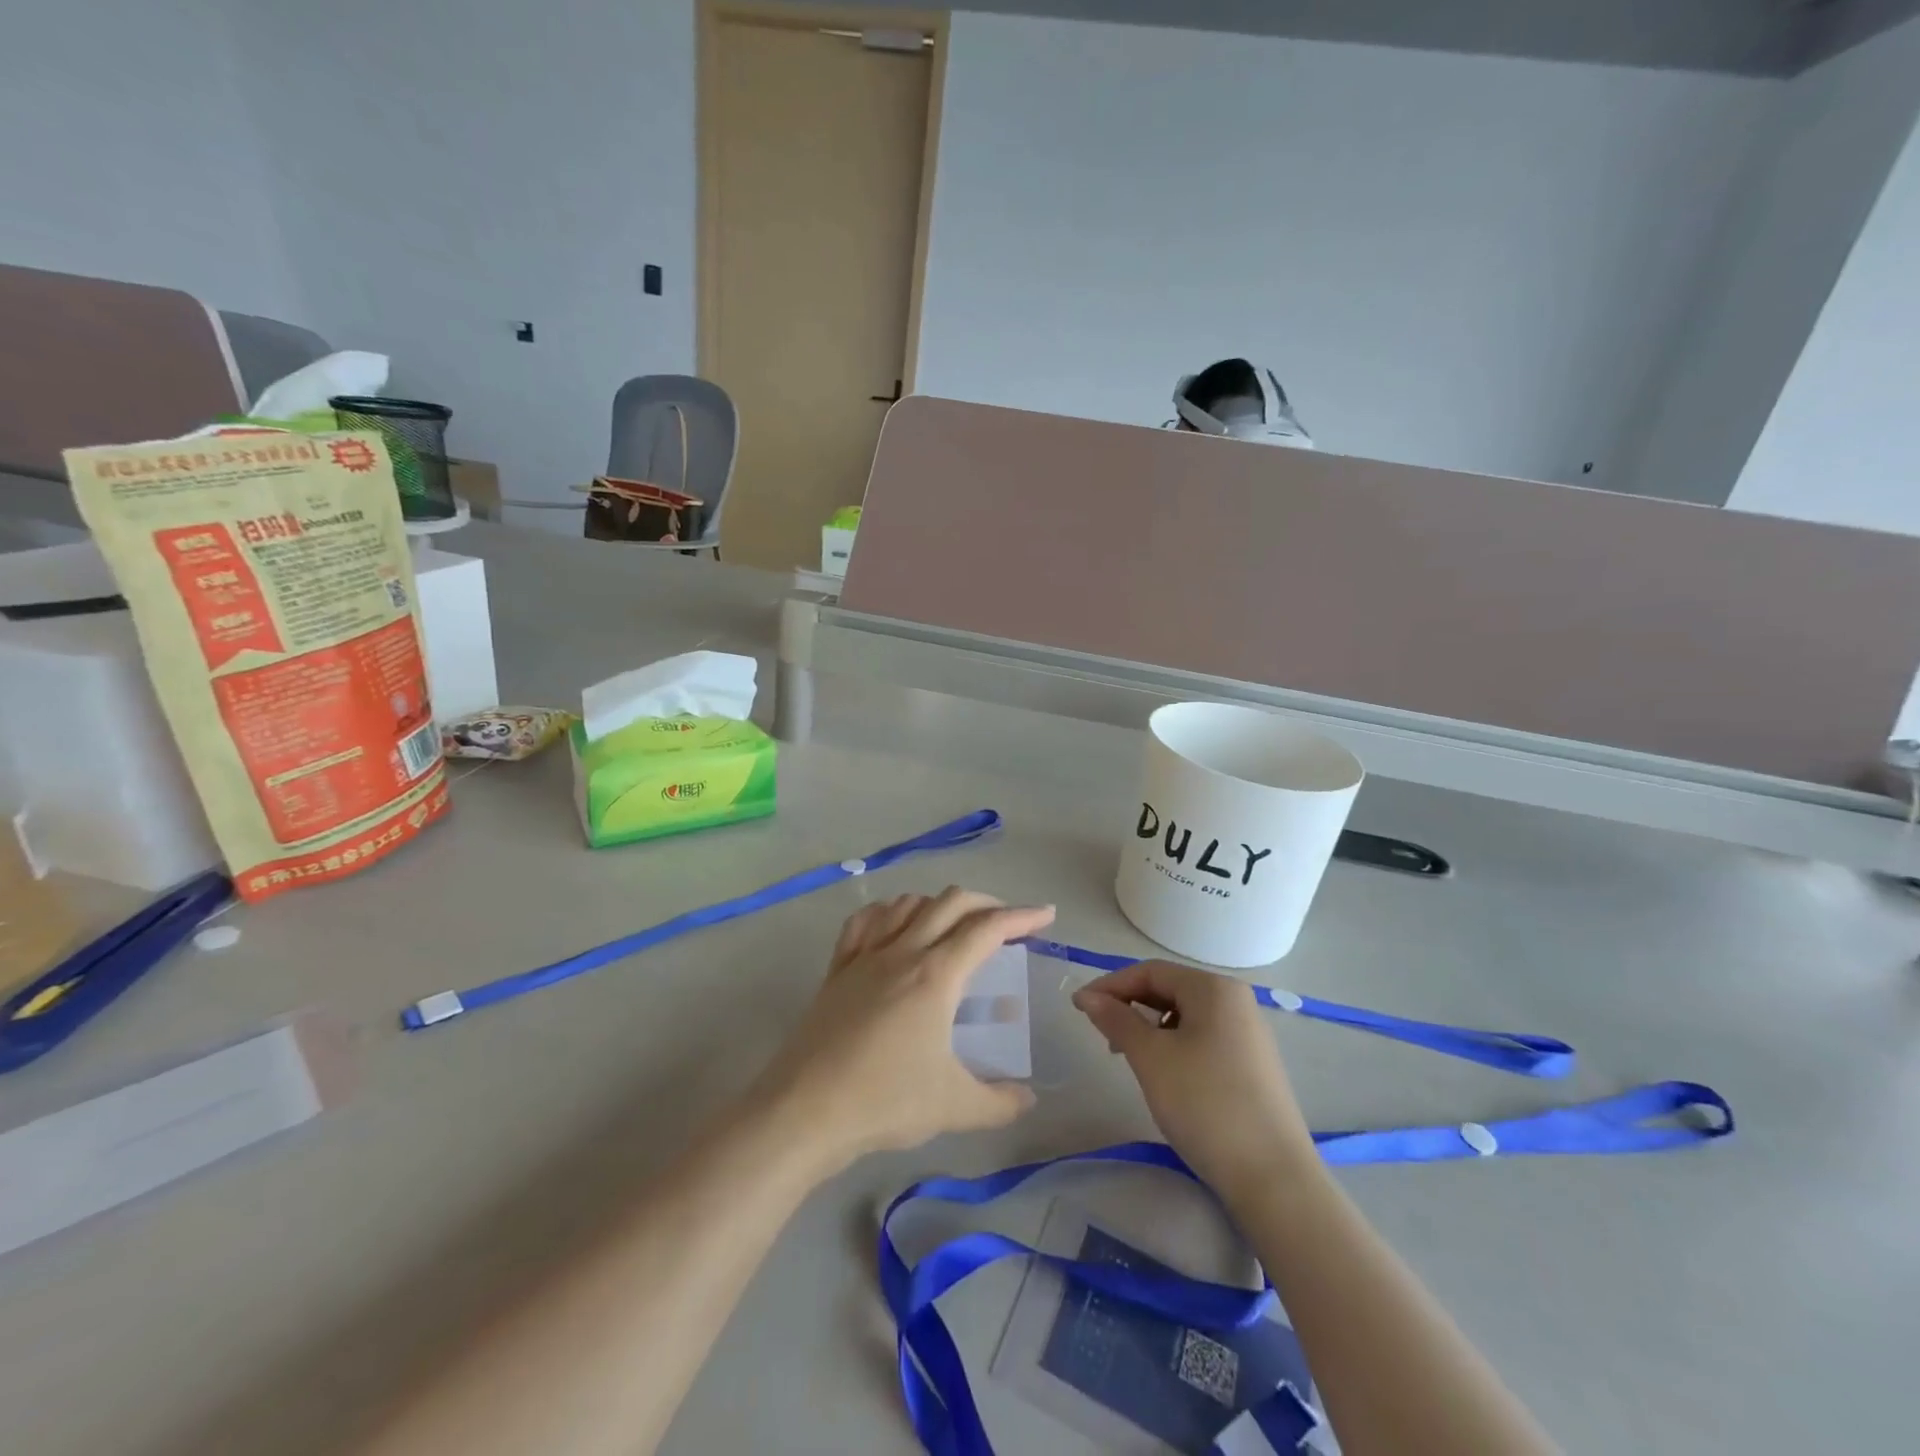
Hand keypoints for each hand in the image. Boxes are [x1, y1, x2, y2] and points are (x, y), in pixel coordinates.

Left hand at [754, 889, 1054, 1171]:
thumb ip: (1000, 1102)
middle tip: (1006, 923)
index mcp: (936, 975)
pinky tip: (894, 925)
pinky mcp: (837, 969)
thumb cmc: (884, 1101)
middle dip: (986, 902)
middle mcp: (903, 952)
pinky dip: (888, 912)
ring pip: (907, 903)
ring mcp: (865, 956)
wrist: (806, 1110)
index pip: (987, 928)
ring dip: (938, 904)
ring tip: (954, 924)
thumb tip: (1028, 1098)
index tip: (1046, 915)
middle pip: (950, 902)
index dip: (1021, 916)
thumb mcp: (954, 1107)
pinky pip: (864, 922)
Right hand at [1073, 961, 1316, 1201]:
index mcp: (1214, 989)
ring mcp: (1249, 1034)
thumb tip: (1087, 996)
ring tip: (1129, 1058)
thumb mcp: (1151, 1058)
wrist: (1274, 1179)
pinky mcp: (1253, 1065)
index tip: (1079, 1007)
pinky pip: (1203, 1038)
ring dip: (1150, 1027)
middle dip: (1130, 1006)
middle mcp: (1236, 1001)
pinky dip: (1174, 1045)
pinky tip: (1164, 1074)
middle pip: (1170, 989)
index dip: (1111, 985)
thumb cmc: (1205, 1105)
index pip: (1151, 971)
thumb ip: (1116, 1020)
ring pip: (1185, 1016)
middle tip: (1102, 1036)